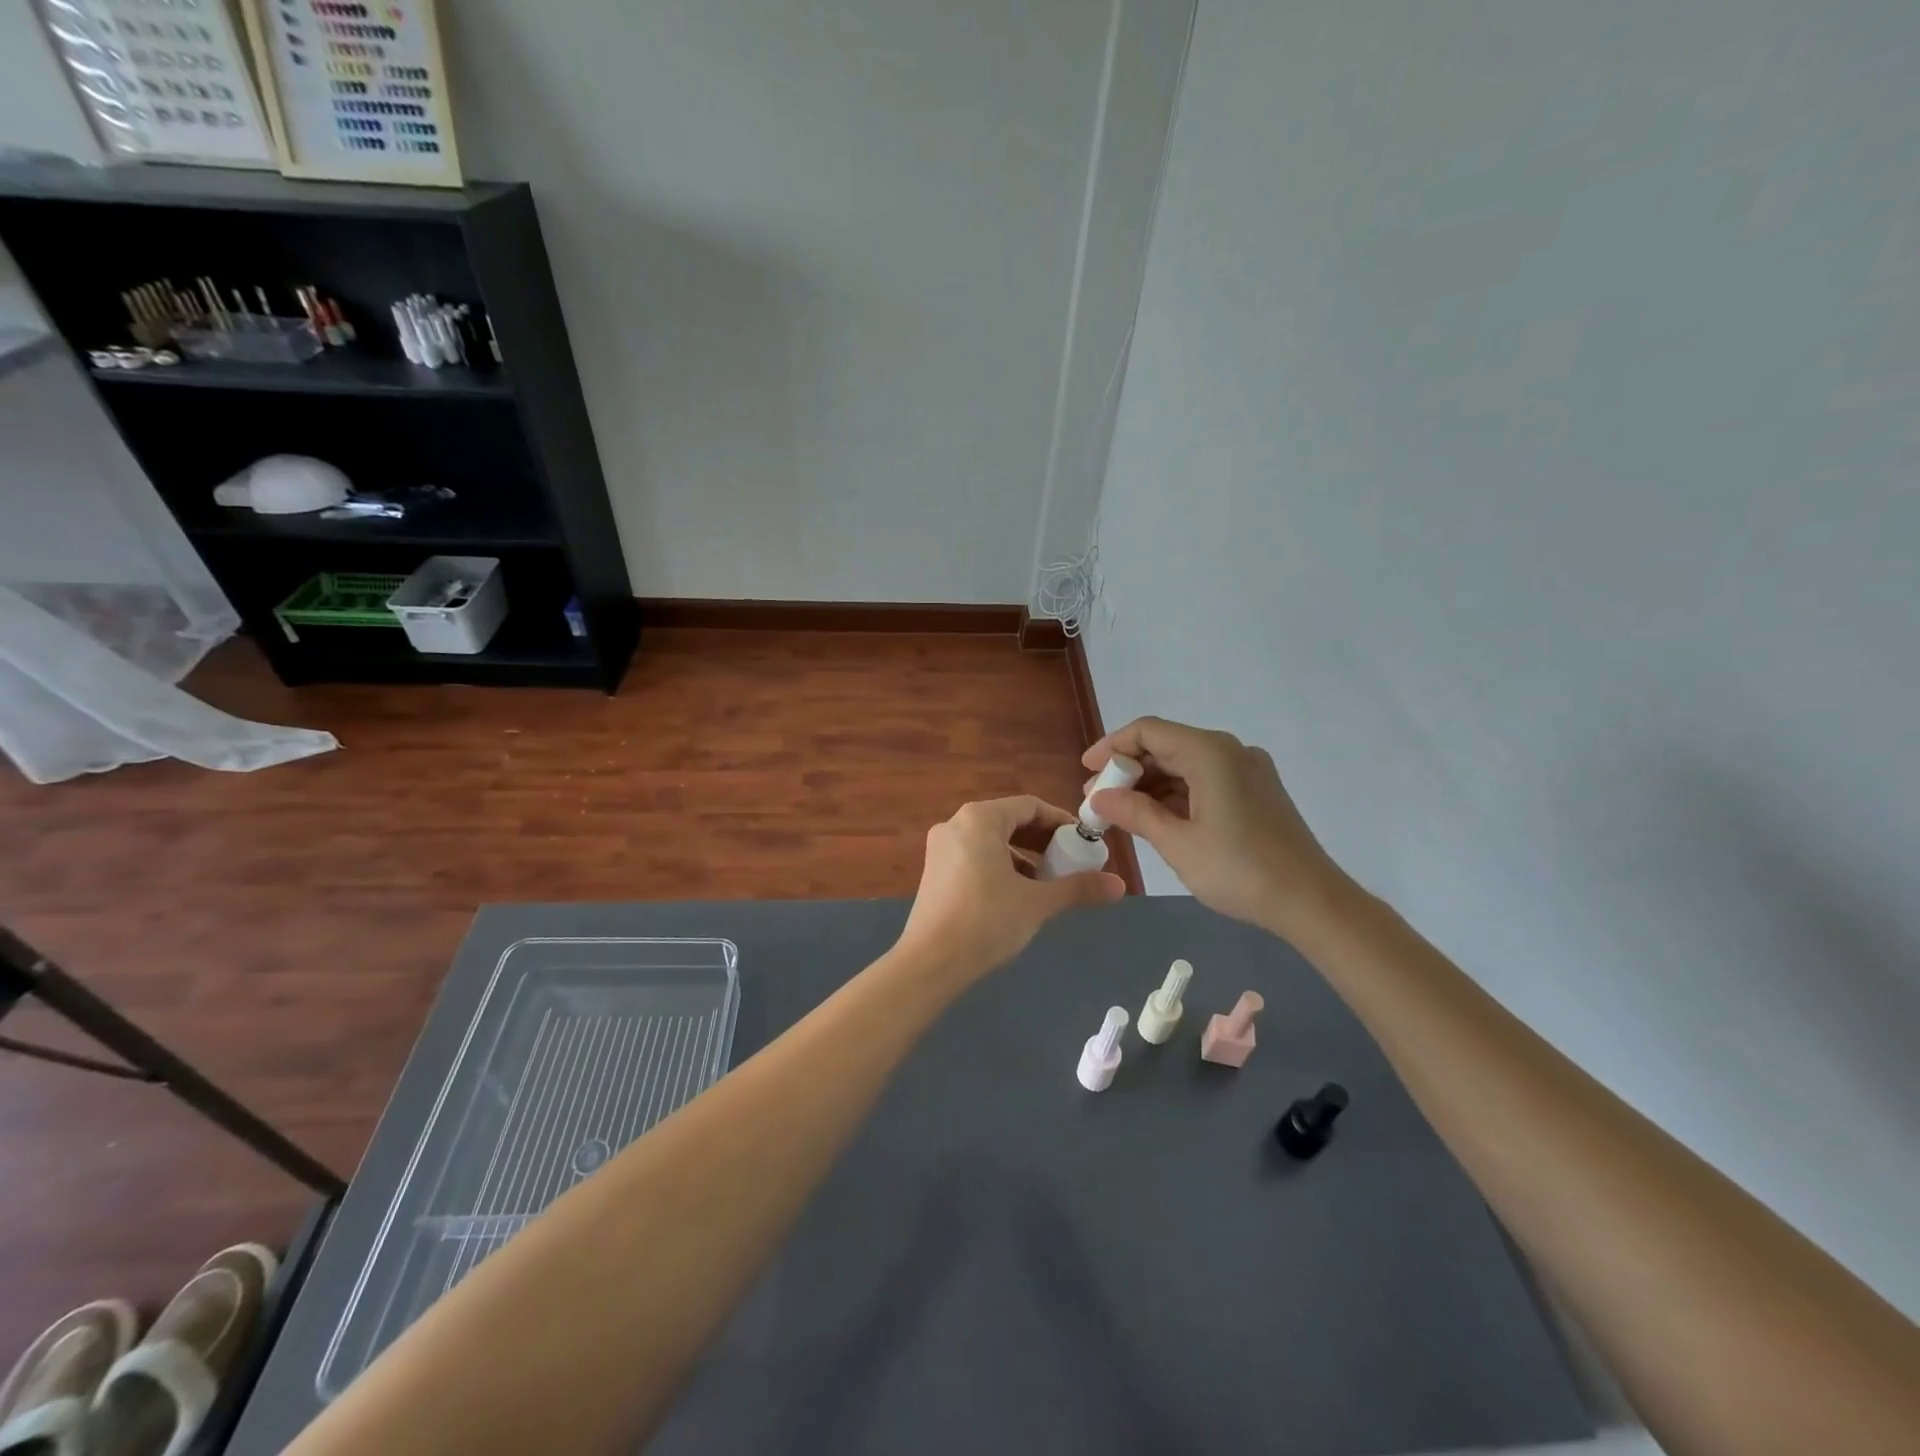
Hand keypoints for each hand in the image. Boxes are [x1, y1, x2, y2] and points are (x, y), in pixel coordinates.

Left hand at [897, 796, 1125, 979]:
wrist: (930, 963)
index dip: (1061, 822)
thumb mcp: (1038, 903)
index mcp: (979, 819)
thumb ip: (1078, 888)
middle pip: (1009, 821)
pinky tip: (1017, 895)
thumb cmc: (986, 921)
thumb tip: (1120, 885)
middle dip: (1043, 841)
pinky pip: (975, 857)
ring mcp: (940, 848)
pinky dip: (1000, 867)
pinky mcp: (934, 872)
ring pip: (992, 841)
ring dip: (1023, 856)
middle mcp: (956, 824)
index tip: (1083, 843)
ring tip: (1047, 883)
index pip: (1029, 806)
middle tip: (1070, 862)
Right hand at [1083, 717, 1350, 937]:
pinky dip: (1176, 795)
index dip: (1112, 747)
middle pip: (1166, 746)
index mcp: (1210, 753)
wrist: (1310, 901)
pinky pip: (1204, 781)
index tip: (1086, 772)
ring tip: (1120, 815)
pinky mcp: (1255, 792)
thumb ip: (1134, 812)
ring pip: (1184, 765)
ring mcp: (1246, 771)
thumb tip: (1098, 797)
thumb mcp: (1177, 843)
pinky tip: (1156, 819)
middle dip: (1128, 770)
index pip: (1148, 731)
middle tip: (1098, 800)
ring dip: (1150, 785)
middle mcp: (1229, 751)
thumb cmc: (1239, 869)